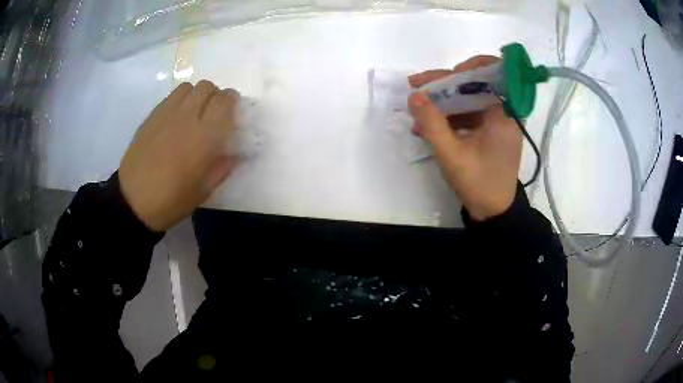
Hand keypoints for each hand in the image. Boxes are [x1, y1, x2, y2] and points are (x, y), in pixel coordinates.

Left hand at [119, 81, 238, 231]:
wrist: (133, 201)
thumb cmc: (171, 200)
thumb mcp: (204, 190)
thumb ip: (223, 167)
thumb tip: (235, 154)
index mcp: (205, 136)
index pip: (225, 100)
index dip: (232, 102)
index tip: (232, 114)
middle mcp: (187, 116)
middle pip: (207, 87)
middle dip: (215, 96)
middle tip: (213, 114)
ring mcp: (167, 113)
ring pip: (188, 87)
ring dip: (196, 95)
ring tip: (194, 113)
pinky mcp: (152, 116)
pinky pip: (171, 97)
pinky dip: (180, 101)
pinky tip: (176, 120)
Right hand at [408, 56, 521, 220]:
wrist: (493, 212)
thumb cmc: (478, 183)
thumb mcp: (451, 154)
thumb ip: (432, 122)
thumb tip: (414, 95)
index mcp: (504, 113)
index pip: (493, 73)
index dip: (469, 67)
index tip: (446, 76)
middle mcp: (504, 112)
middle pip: (475, 84)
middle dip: (444, 85)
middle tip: (416, 88)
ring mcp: (496, 122)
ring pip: (468, 99)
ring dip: (442, 102)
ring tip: (416, 110)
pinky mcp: (489, 131)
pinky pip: (468, 114)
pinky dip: (449, 117)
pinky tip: (427, 126)